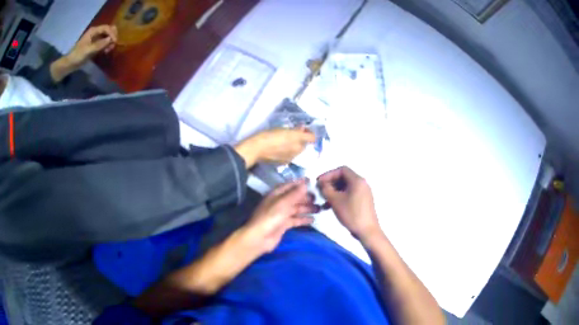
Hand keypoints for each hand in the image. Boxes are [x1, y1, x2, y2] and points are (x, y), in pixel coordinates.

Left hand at [66, 25, 117, 66]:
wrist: (70, 63)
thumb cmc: (77, 55)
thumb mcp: (88, 50)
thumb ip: (99, 44)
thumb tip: (110, 40)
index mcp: (93, 31)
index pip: (106, 28)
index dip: (112, 33)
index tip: (114, 41)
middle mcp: (96, 32)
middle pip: (108, 30)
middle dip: (112, 36)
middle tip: (113, 45)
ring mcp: (96, 39)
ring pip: (107, 36)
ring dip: (110, 42)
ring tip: (109, 50)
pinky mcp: (95, 45)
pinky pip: (104, 43)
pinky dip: (107, 46)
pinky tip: (106, 51)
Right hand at [235, 128, 315, 167]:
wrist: (257, 149)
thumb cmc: (269, 135)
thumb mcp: (283, 129)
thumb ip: (296, 130)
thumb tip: (302, 129)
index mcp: (298, 140)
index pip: (312, 137)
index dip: (309, 132)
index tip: (302, 128)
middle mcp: (298, 150)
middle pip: (305, 144)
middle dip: (301, 139)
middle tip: (292, 133)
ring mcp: (291, 157)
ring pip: (298, 150)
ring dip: (295, 145)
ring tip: (285, 141)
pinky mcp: (284, 162)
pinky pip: (291, 155)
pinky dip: (288, 152)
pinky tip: (280, 149)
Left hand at [242, 179, 318, 253]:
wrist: (260, 238)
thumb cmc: (270, 217)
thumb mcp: (283, 203)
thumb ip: (295, 194)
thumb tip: (305, 184)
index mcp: (276, 195)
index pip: (289, 186)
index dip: (299, 183)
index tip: (311, 181)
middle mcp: (279, 203)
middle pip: (294, 198)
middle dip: (305, 197)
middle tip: (318, 197)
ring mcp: (281, 214)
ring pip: (296, 209)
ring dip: (307, 208)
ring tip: (319, 208)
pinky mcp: (284, 225)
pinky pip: (296, 220)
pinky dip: (304, 219)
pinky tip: (313, 220)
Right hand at [317, 166, 380, 239]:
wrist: (367, 230)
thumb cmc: (351, 213)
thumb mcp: (335, 200)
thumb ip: (326, 189)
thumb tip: (322, 183)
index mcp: (357, 180)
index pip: (341, 170)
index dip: (329, 174)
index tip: (319, 182)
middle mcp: (362, 184)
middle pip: (344, 178)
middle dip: (330, 183)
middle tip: (320, 191)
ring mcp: (363, 192)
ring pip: (346, 187)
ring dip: (334, 191)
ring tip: (324, 200)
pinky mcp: (363, 201)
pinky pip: (350, 194)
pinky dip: (340, 197)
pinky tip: (331, 206)